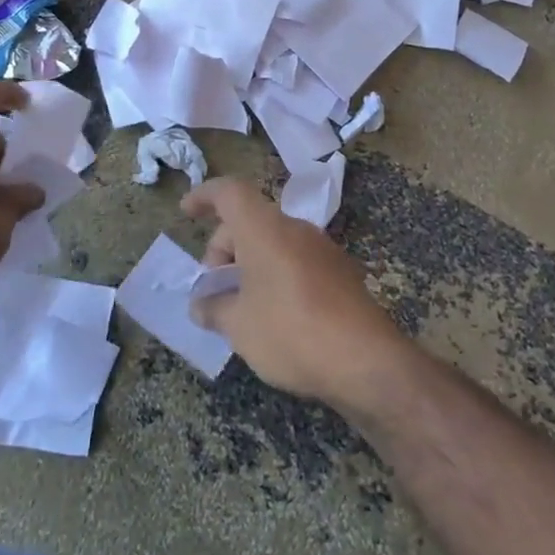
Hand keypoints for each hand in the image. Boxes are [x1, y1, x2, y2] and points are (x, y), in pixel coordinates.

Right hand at [183, 178, 409, 408]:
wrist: (368, 362)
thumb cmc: (291, 332)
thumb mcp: (238, 326)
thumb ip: (214, 309)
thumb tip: (202, 305)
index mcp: (264, 228)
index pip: (229, 192)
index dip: (204, 196)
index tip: (186, 212)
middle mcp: (294, 228)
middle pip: (249, 220)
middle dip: (223, 249)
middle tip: (213, 289)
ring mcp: (322, 250)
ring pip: (273, 242)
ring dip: (250, 265)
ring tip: (239, 307)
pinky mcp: (341, 274)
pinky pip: (295, 261)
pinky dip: (275, 276)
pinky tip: (273, 317)